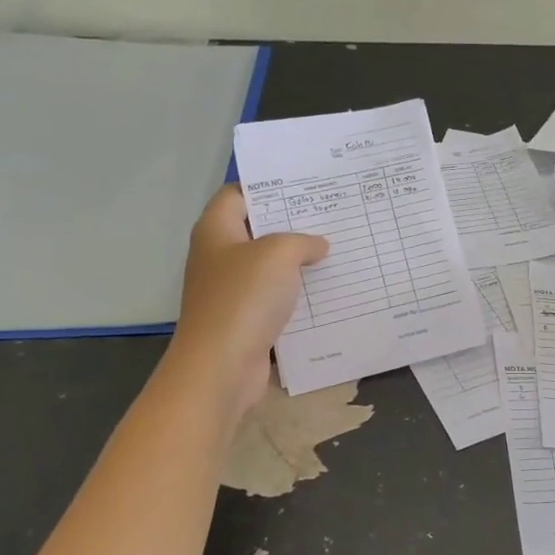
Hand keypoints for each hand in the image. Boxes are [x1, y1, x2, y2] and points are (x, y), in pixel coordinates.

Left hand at [162, 185, 327, 417]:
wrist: (220, 368)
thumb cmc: (243, 300)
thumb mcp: (278, 255)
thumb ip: (301, 241)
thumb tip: (317, 246)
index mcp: (216, 231)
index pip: (238, 194)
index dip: (268, 186)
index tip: (305, 186)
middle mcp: (219, 257)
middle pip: (257, 230)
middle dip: (292, 224)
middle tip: (331, 215)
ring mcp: (231, 291)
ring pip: (270, 267)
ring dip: (299, 262)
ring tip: (337, 250)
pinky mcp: (245, 320)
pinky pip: (276, 298)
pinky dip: (298, 295)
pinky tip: (328, 291)